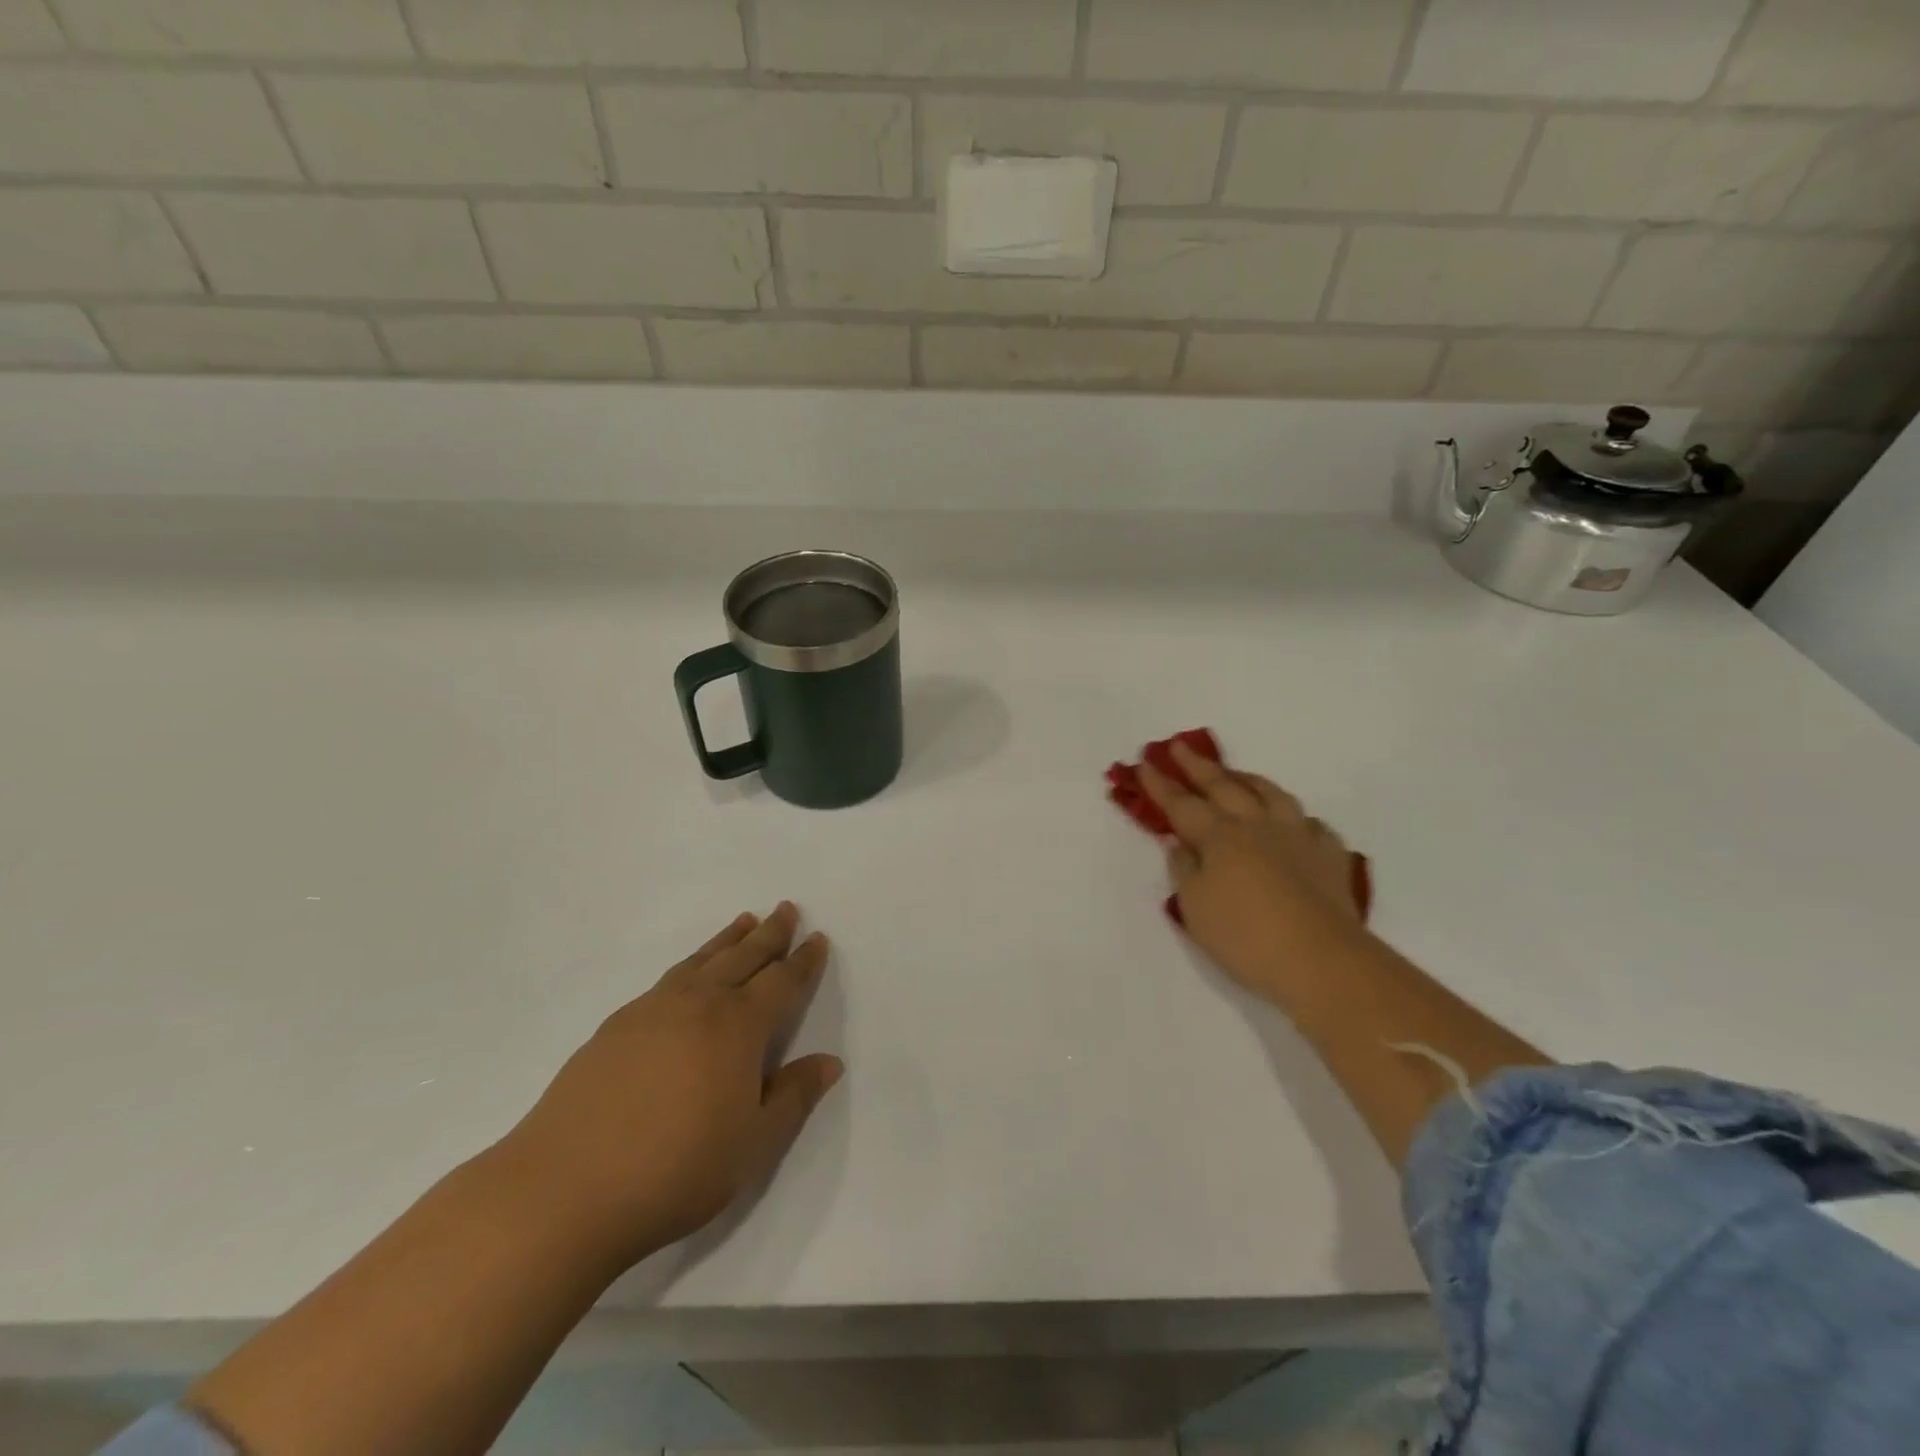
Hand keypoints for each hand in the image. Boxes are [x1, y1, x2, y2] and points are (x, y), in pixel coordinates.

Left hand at [495, 903, 842, 1271]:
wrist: (564, 1191)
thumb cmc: (675, 1170)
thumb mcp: (753, 1144)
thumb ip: (794, 1097)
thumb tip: (830, 1061)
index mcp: (738, 1026)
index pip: (782, 982)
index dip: (803, 961)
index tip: (817, 939)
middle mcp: (698, 1004)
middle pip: (743, 957)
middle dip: (770, 933)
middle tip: (786, 908)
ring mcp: (652, 1010)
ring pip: (702, 961)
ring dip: (728, 939)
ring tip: (744, 921)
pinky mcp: (615, 1027)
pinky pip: (668, 978)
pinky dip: (691, 963)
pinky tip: (687, 975)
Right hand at [1139, 742, 1366, 997]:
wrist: (1322, 961)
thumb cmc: (1245, 937)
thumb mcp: (1196, 908)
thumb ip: (1184, 870)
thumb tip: (1180, 843)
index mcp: (1219, 838)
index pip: (1182, 804)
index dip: (1161, 784)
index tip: (1144, 762)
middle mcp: (1257, 826)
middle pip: (1223, 787)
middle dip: (1197, 766)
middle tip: (1180, 746)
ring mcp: (1298, 837)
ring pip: (1271, 795)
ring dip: (1248, 779)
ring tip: (1236, 774)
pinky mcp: (1330, 857)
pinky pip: (1312, 825)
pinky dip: (1296, 818)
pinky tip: (1295, 823)